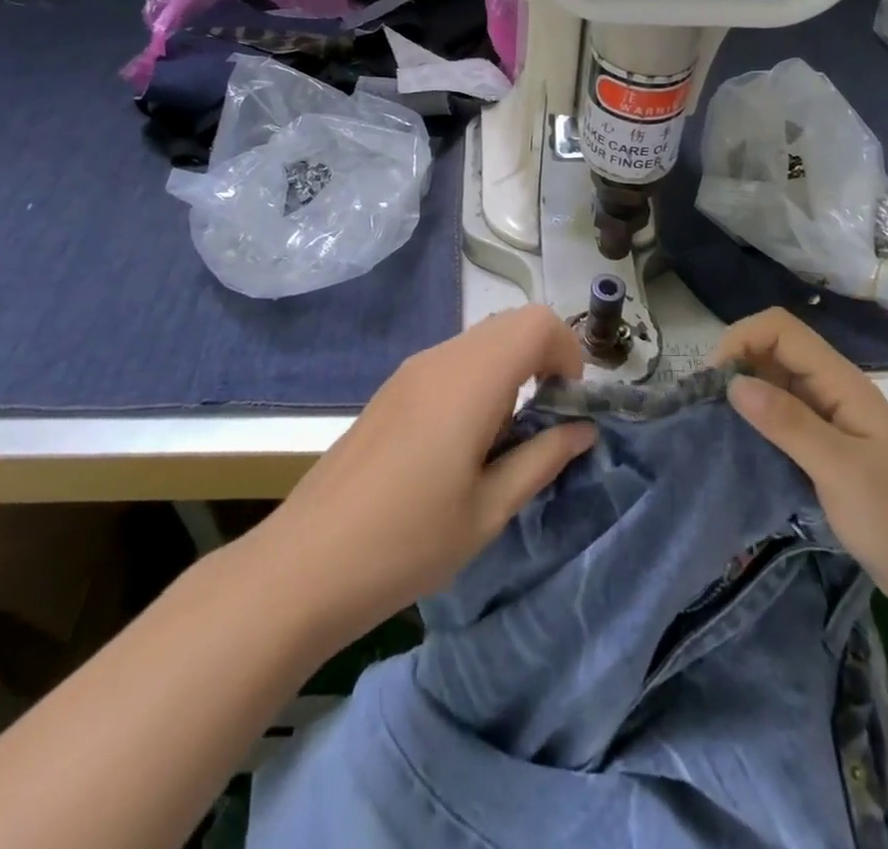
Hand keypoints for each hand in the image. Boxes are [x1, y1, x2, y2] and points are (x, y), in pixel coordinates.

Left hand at [251, 305, 595, 648]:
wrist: (304, 565)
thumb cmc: (406, 543)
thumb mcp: (488, 511)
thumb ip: (542, 459)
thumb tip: (583, 429)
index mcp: (471, 379)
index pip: (538, 322)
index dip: (568, 352)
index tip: (567, 406)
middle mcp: (441, 358)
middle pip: (512, 323)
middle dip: (544, 357)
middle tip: (546, 420)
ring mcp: (412, 370)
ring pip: (482, 340)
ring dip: (512, 368)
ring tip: (507, 436)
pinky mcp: (393, 388)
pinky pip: (454, 360)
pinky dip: (481, 378)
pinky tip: (465, 440)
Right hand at [712, 308, 887, 617]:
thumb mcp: (841, 470)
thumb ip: (789, 423)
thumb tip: (733, 383)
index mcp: (840, 381)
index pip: (780, 329)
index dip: (741, 339)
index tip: (712, 381)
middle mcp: (830, 388)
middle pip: (773, 348)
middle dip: (735, 363)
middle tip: (703, 404)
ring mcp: (827, 417)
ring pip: (773, 380)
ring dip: (741, 391)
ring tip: (711, 422)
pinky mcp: (822, 445)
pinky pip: (779, 414)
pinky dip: (753, 418)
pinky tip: (737, 442)